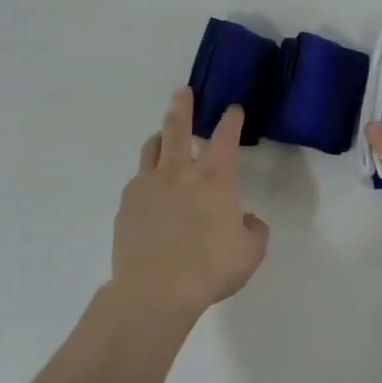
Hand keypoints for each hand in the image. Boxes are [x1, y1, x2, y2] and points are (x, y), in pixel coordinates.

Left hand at [111, 88, 269, 320]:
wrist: (155, 289)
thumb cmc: (210, 268)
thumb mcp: (250, 253)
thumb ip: (254, 231)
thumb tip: (247, 220)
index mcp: (215, 180)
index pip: (226, 139)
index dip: (231, 121)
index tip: (233, 109)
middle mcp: (180, 173)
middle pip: (178, 128)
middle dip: (182, 107)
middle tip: (182, 92)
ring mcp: (148, 186)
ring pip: (152, 148)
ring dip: (160, 137)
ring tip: (162, 136)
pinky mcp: (127, 205)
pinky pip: (137, 181)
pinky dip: (147, 178)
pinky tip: (149, 191)